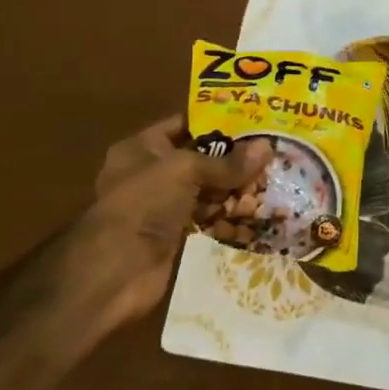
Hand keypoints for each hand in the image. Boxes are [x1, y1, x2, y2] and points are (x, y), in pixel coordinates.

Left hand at [49, 116, 267, 338]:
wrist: (115, 271)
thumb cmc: (144, 203)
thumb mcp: (186, 170)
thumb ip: (227, 162)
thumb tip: (268, 147)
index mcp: (142, 148)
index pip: (185, 124)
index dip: (218, 120)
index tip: (254, 118)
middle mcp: (151, 173)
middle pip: (201, 158)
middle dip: (234, 158)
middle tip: (272, 151)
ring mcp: (163, 205)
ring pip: (208, 189)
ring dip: (236, 188)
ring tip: (273, 180)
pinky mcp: (175, 234)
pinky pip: (209, 217)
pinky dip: (230, 216)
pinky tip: (259, 212)